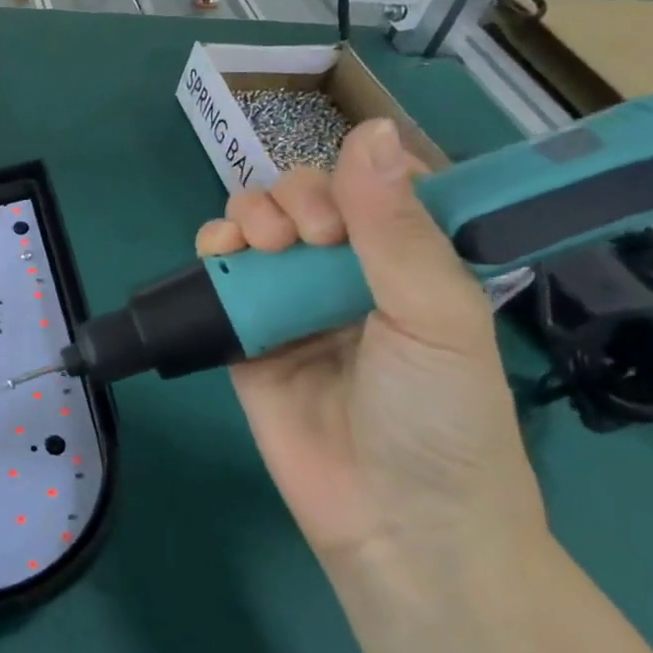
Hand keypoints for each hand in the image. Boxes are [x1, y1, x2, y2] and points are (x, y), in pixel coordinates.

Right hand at [197, 119, 544, 576]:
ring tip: (259, 245)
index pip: (377, 186)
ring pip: (259, 224)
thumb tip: (371, 128)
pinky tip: (219, 252)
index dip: (355, 175)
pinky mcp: (245, 328)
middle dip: (296, 198)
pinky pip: (220, 271)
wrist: (392, 524)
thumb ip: (396, 228)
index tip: (347, 203)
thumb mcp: (436, 318)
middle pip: (308, 198)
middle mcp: (349, 272)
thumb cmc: (439, 420)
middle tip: (303, 237)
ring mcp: (292, 300)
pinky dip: (212, 247)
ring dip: (251, 214)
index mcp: (412, 263)